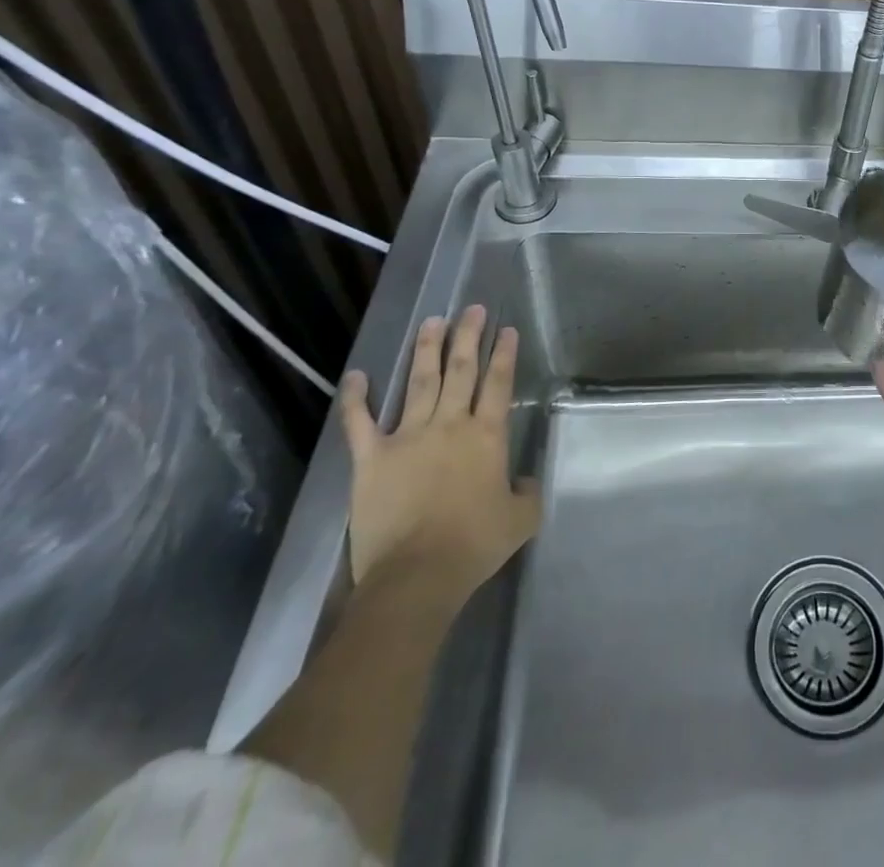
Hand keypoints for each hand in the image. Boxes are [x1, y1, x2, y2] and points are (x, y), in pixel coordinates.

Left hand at [337, 305, 540, 596]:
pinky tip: (357, 374)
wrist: (416, 575)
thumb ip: (527, 491)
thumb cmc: (474, 544)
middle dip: (468, 336)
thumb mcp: (521, 519)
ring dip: (426, 350)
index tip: (506, 329)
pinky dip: (357, 398)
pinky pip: (361, 422)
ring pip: (419, 382)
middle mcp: (449, 425)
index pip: (499, 383)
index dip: (504, 354)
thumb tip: (522, 480)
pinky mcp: (371, 459)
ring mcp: (407, 437)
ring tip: (433, 322)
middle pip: (461, 370)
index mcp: (487, 436)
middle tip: (472, 309)